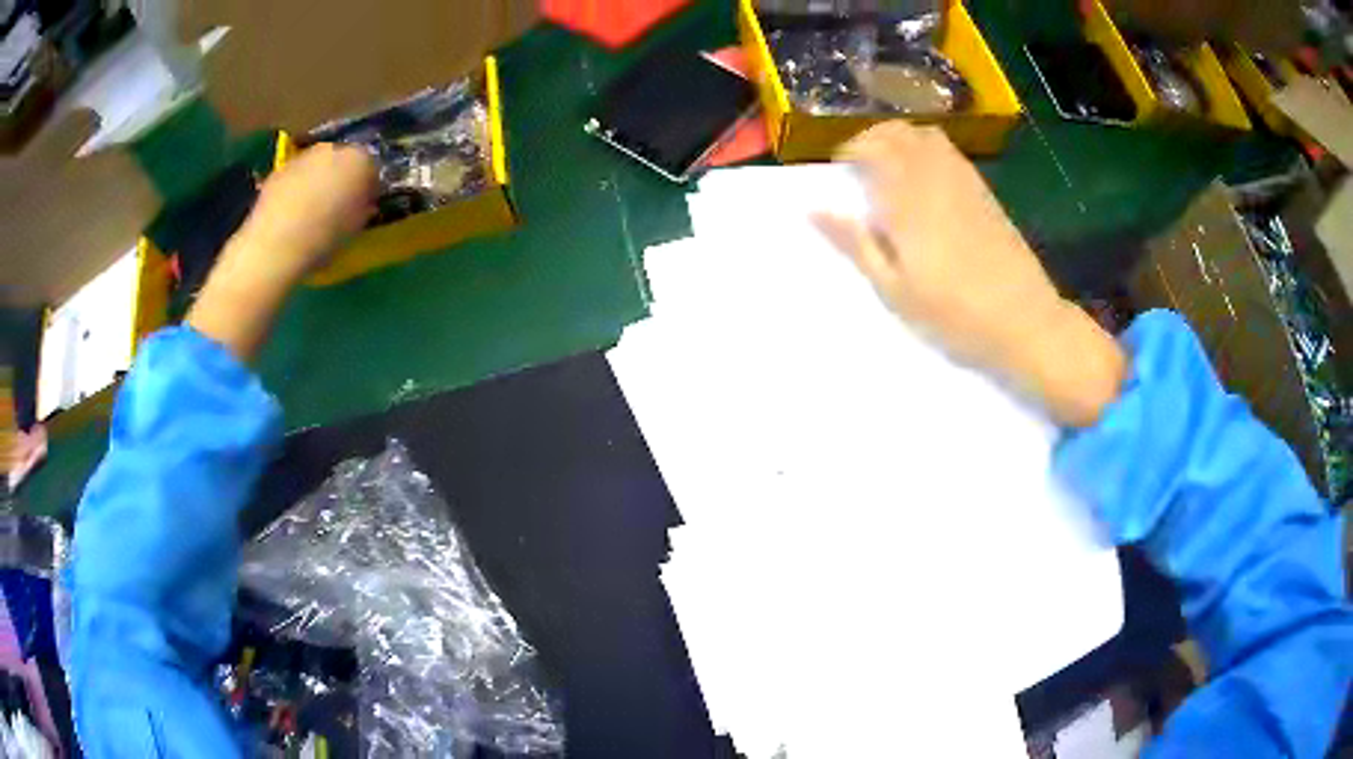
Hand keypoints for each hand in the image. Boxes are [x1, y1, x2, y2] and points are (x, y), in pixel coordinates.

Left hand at [234, 142, 378, 281]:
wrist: (275, 245)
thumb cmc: (324, 239)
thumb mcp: (355, 227)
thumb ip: (363, 207)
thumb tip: (363, 202)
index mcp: (360, 160)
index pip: (371, 168)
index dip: (368, 187)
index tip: (364, 205)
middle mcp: (333, 149)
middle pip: (343, 160)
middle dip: (342, 178)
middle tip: (338, 204)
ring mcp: (304, 156)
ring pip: (318, 166)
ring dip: (318, 181)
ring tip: (312, 210)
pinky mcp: (280, 169)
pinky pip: (296, 176)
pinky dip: (297, 189)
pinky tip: (292, 212)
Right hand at [816, 123, 1126, 426]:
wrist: (1024, 321)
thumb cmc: (954, 314)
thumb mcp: (894, 289)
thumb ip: (855, 244)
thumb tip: (814, 209)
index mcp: (906, 199)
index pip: (870, 148)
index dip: (849, 151)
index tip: (839, 172)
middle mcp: (934, 176)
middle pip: (898, 131)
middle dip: (872, 138)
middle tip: (860, 166)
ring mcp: (964, 180)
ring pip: (926, 135)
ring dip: (900, 140)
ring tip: (889, 168)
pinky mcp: (985, 192)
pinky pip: (949, 152)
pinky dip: (927, 150)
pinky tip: (925, 181)